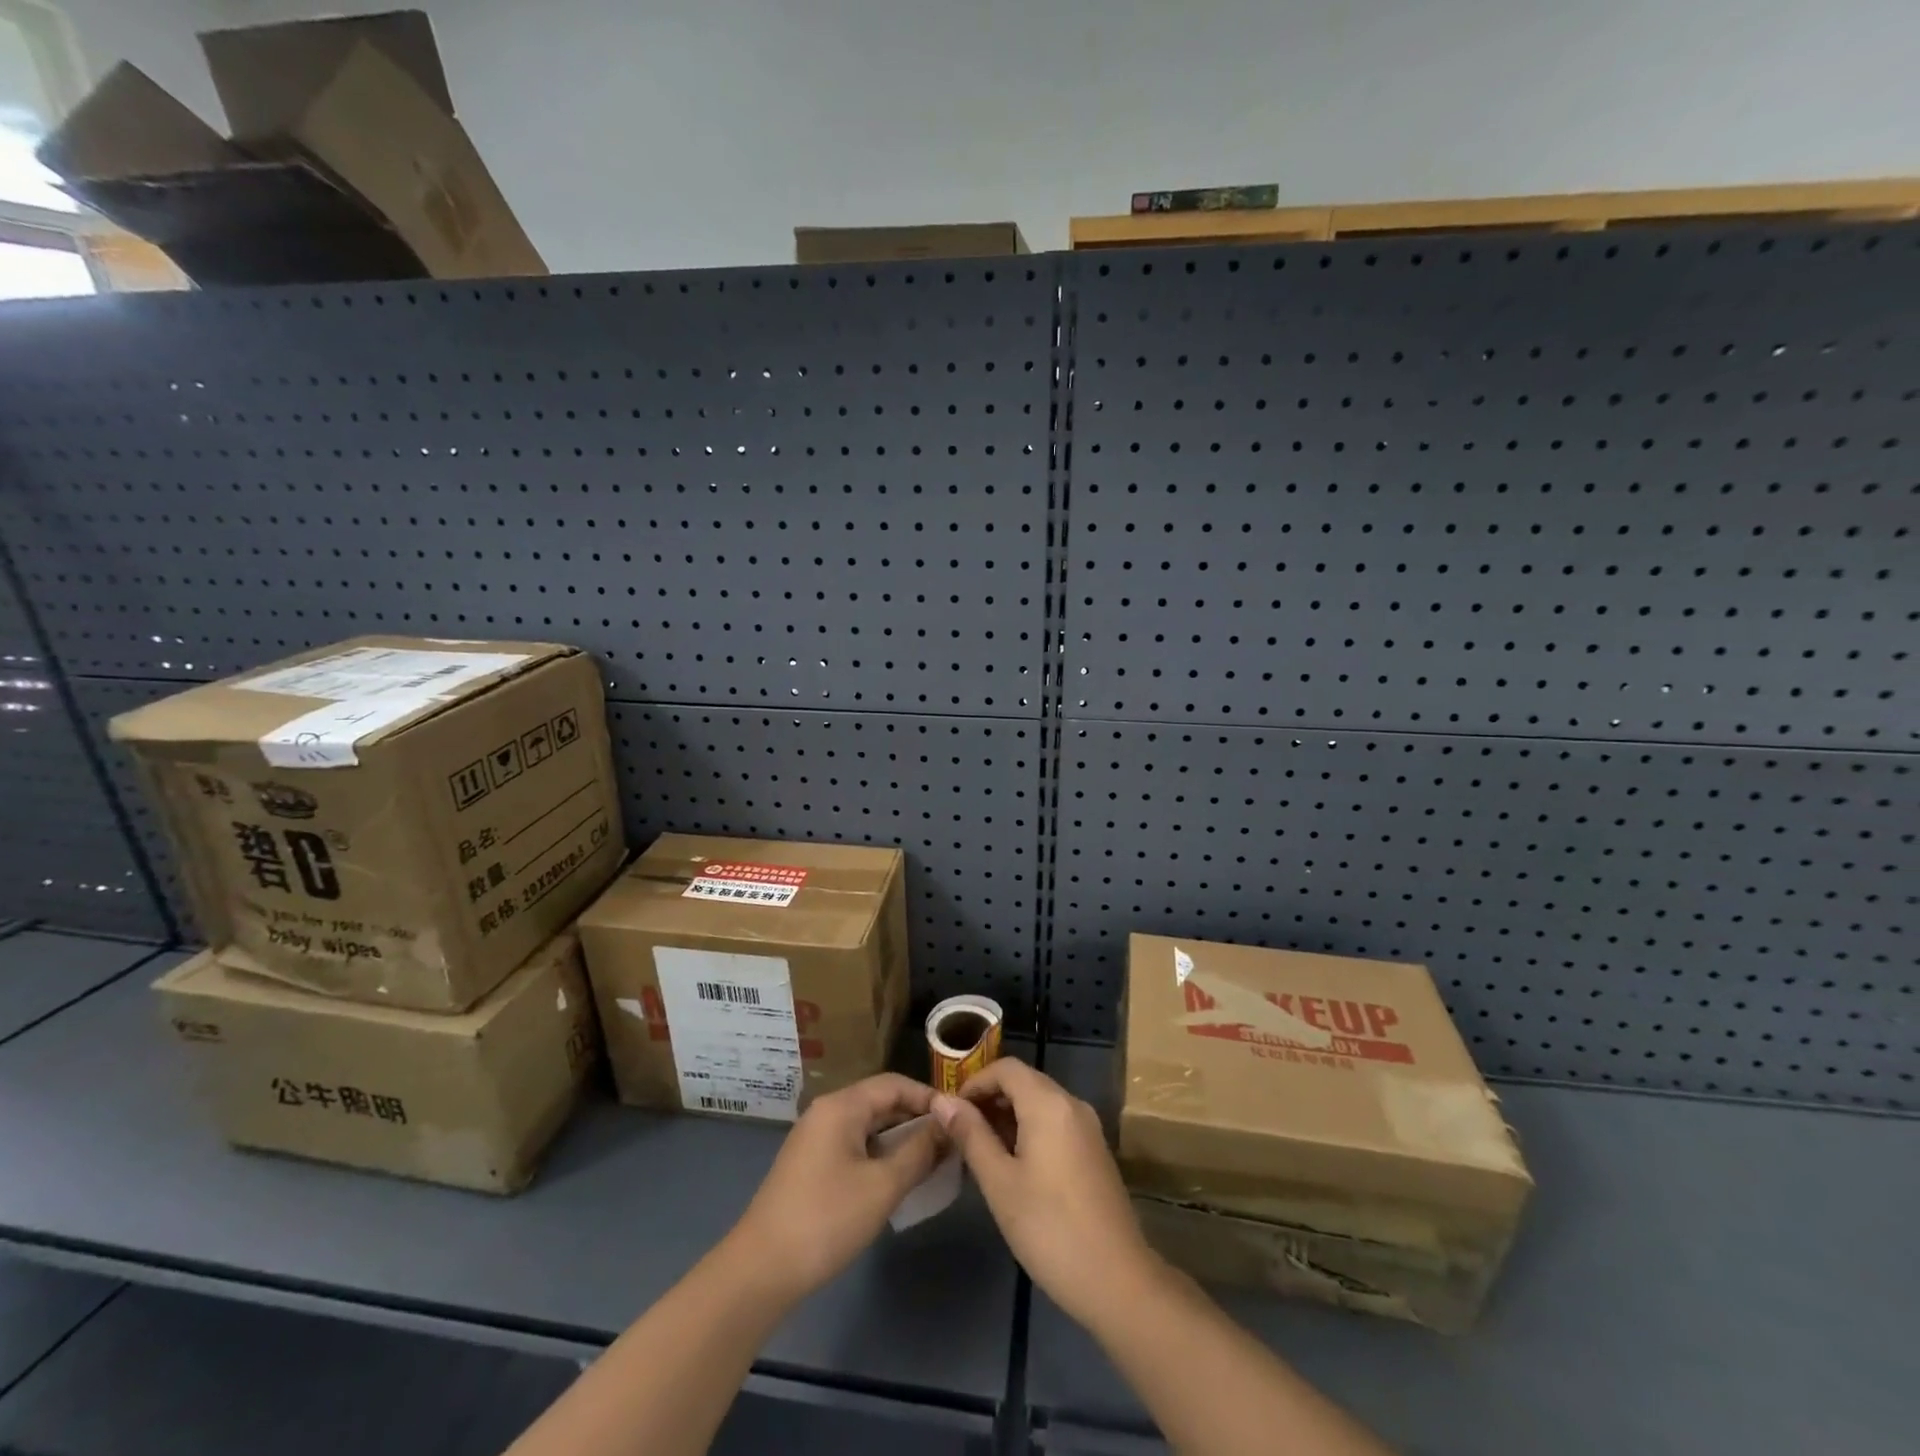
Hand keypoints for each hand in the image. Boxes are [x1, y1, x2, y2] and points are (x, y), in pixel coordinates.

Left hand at [727, 1074, 946, 1302]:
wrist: (760, 1271)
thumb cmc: (826, 1220)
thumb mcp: (882, 1186)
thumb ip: (919, 1152)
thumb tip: (947, 1127)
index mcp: (842, 1106)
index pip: (894, 1084)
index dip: (928, 1097)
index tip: (958, 1119)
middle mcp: (827, 1112)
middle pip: (880, 1102)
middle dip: (916, 1119)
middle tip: (950, 1142)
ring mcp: (815, 1139)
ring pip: (868, 1127)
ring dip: (899, 1140)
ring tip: (931, 1161)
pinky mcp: (810, 1165)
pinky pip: (854, 1146)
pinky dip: (879, 1155)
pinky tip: (896, 1180)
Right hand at [932, 1061, 1159, 1326]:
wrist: (1117, 1281)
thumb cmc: (1050, 1228)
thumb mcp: (999, 1182)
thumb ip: (971, 1135)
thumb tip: (943, 1101)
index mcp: (1049, 1103)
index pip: (1006, 1068)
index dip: (975, 1082)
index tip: (952, 1112)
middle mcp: (1072, 1104)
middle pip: (1024, 1082)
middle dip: (990, 1099)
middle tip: (961, 1132)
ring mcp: (1088, 1128)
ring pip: (1041, 1103)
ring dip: (1009, 1116)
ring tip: (982, 1151)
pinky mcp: (1095, 1151)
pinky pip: (1056, 1123)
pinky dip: (1030, 1130)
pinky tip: (1014, 1166)